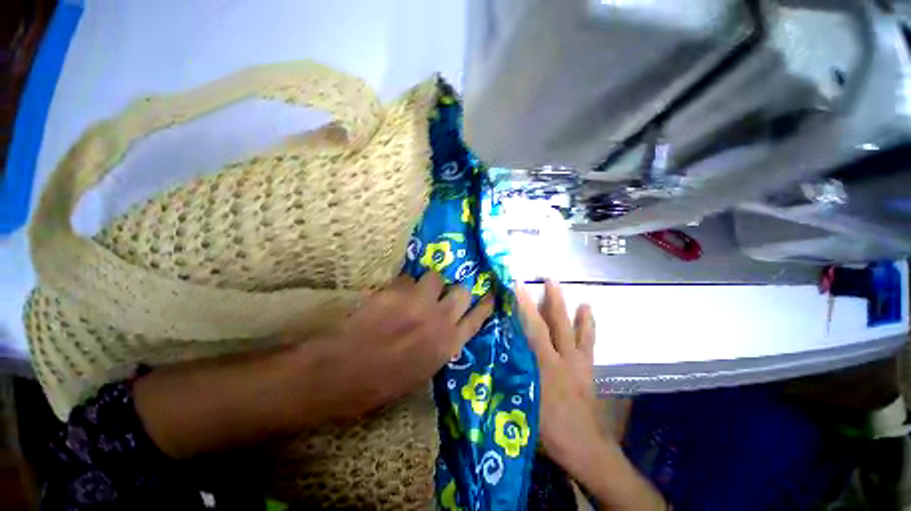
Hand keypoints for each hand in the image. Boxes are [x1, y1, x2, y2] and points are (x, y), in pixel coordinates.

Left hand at [299, 272, 493, 420]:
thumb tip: (447, 328)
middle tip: (441, 294)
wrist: (342, 372)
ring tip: (411, 294)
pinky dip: (402, 285)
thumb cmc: (381, 382)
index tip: (489, 295)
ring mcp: (419, 302)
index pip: (477, 318)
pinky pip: (407, 278)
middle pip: (462, 291)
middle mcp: (440, 320)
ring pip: (435, 277)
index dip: (484, 305)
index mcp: (448, 344)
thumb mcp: (422, 371)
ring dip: (426, 284)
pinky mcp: (397, 291)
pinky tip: (390, 296)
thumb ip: (440, 345)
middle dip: (454, 291)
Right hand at [517, 280, 603, 476]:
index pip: (530, 329)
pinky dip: (587, 323)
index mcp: (542, 366)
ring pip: (570, 327)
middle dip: (545, 298)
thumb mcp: (522, 405)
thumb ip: (509, 378)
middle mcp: (560, 357)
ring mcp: (576, 361)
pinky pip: (588, 340)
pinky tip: (587, 307)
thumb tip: (493, 355)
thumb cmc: (548, 431)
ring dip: (564, 304)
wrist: (585, 449)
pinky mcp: (587, 366)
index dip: (522, 306)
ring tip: (558, 284)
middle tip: (541, 277)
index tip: (515, 287)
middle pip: (551, 323)